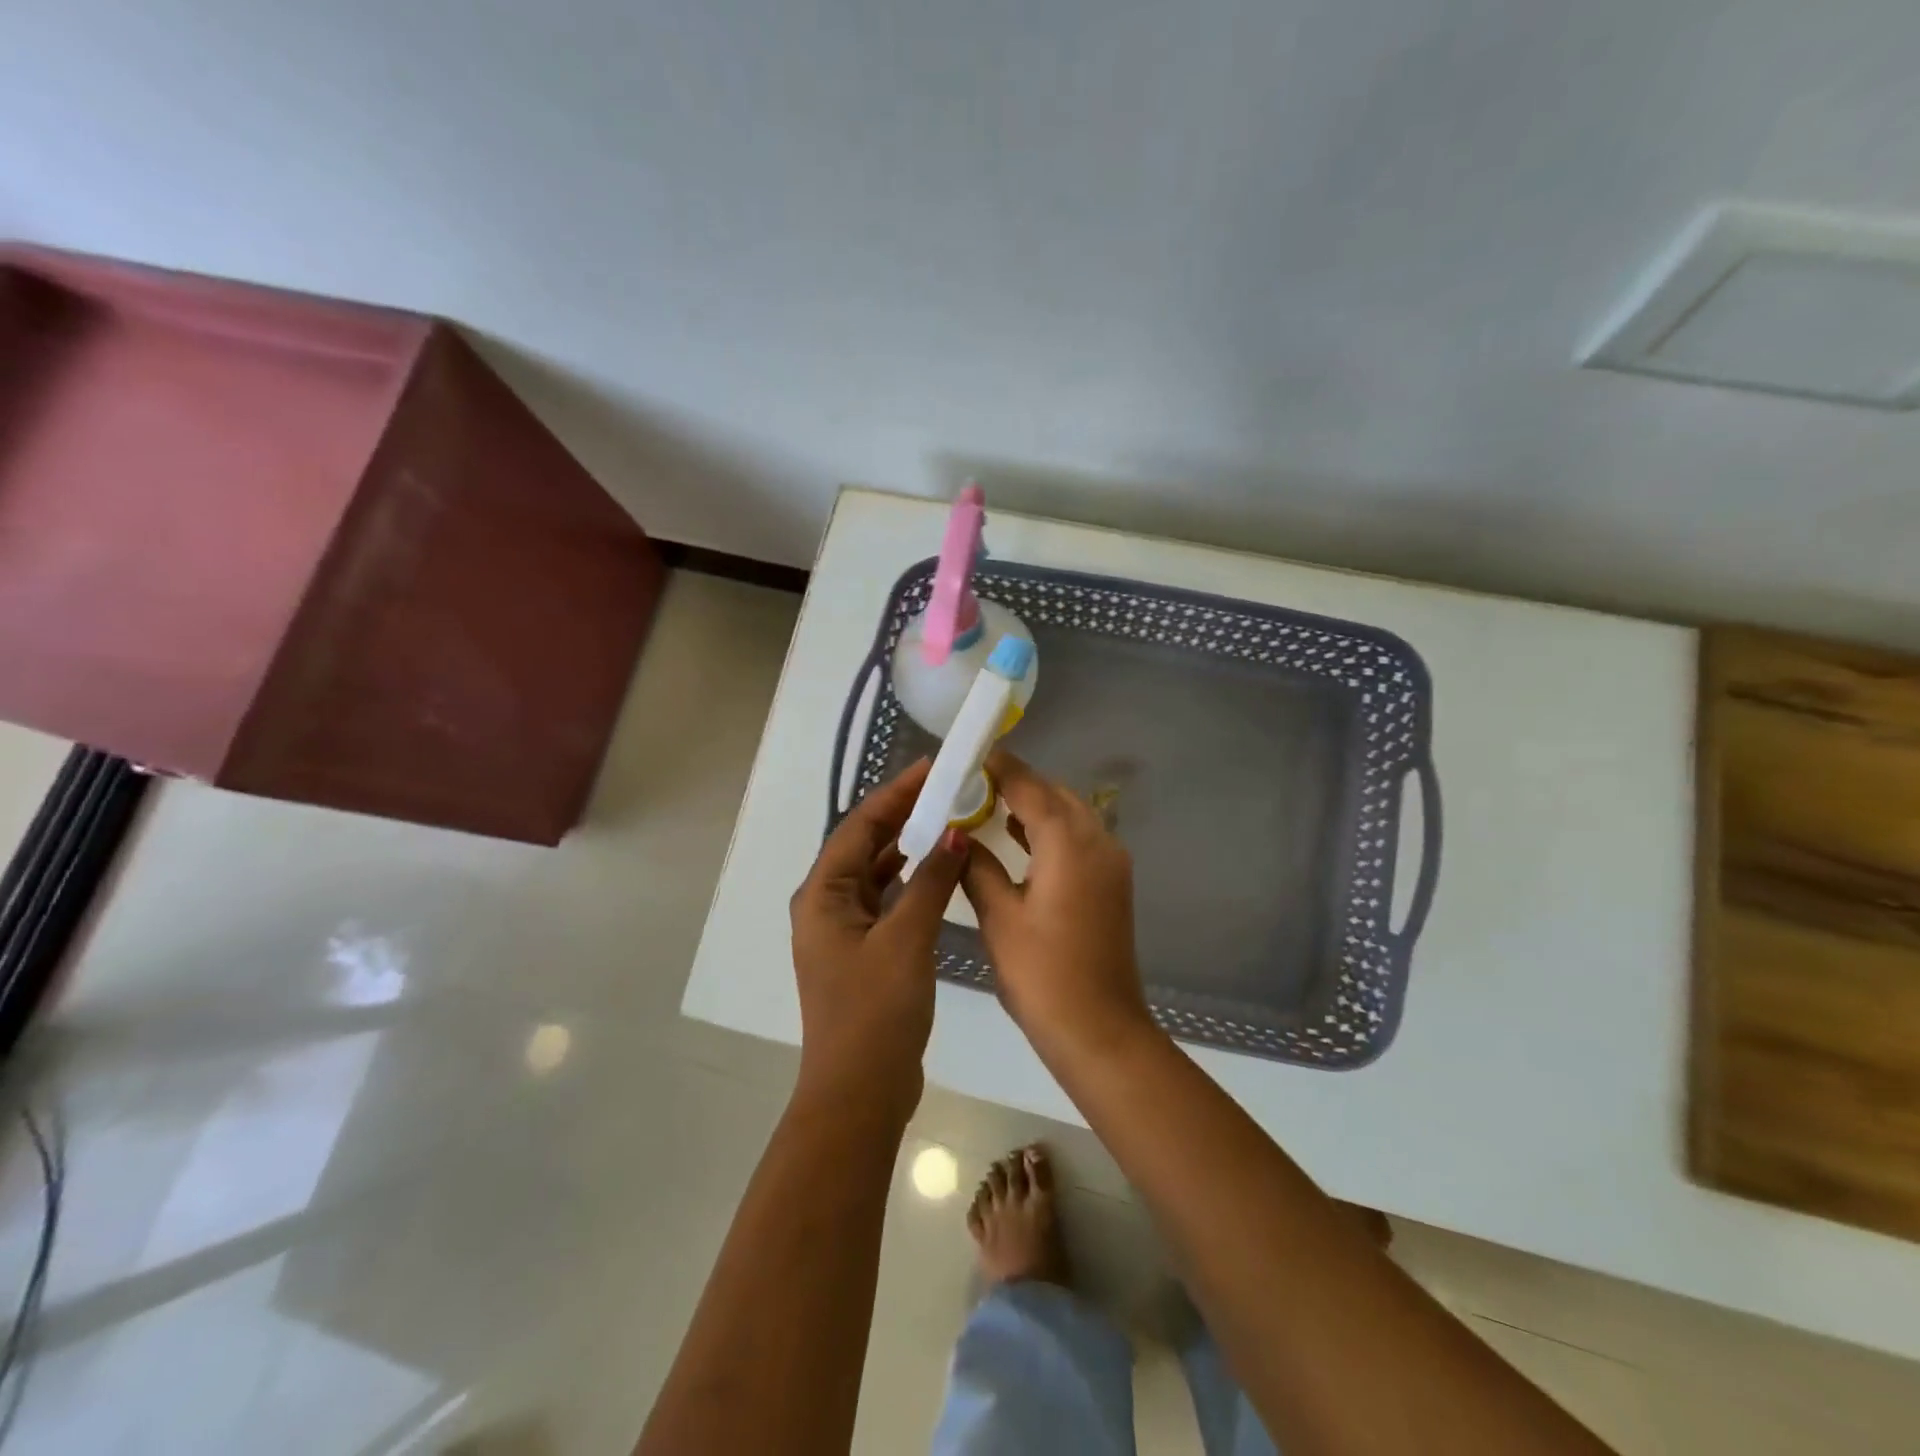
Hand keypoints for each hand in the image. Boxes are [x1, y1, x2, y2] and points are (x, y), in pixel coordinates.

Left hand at [789, 760, 967, 1121]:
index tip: (932, 767)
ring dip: (908, 847)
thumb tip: (953, 832)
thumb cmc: (875, 1011)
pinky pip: (886, 899)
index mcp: (822, 894)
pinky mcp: (863, 951)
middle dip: (903, 816)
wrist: (860, 1093)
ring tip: (947, 820)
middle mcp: (825, 904)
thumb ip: (930, 881)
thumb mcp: (906, 939)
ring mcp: (843, 930)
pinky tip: (938, 870)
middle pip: (865, 845)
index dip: (895, 793)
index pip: (859, 825)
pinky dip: (910, 880)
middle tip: (947, 789)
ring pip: (877, 872)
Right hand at [960, 750, 1155, 1066]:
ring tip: (990, 806)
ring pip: (1070, 815)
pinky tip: (1020, 840)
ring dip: (1035, 806)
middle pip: (1055, 794)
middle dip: (1018, 784)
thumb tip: (958, 834)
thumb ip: (977, 866)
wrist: (1099, 1031)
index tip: (970, 755)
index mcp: (1069, 844)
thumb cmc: (1042, 974)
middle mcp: (1098, 842)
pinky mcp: (1112, 884)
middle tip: (974, 784)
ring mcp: (1111, 863)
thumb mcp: (999, 917)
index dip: (1000, 767)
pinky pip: (1079, 838)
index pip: (1031, 787)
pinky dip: (1050, 830)